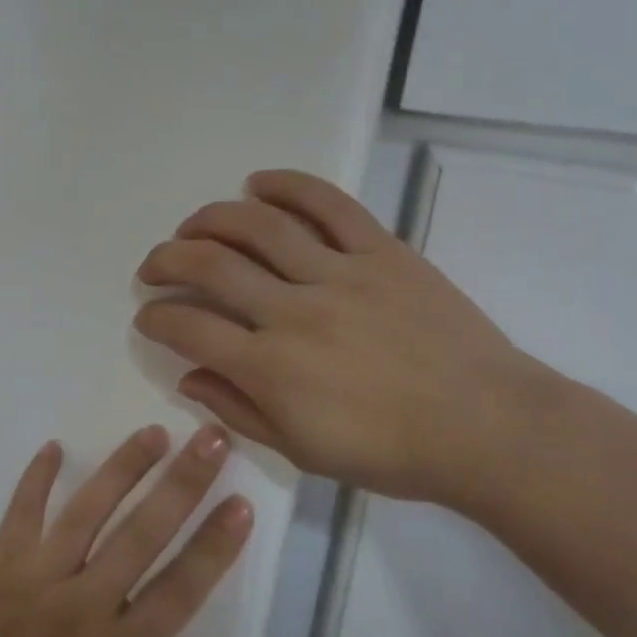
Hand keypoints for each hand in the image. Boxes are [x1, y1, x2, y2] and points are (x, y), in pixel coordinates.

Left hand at [0, 425, 252, 636]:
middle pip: (143, 533)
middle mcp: (83, 604)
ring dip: (124, 467)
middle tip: (212, 439)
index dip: (214, 546)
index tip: (241, 503)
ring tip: (155, 432)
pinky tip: (54, 446)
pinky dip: (37, 477)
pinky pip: (22, 512)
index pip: (180, 590)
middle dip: (183, 483)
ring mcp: (38, 577)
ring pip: (89, 510)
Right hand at [132, 169, 552, 506]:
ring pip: (258, 225)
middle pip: (210, 265)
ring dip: (211, 218)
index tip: (148, 315)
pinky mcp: (381, 251)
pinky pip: (328, 205)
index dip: (155, 317)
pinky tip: (257, 183)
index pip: (188, 327)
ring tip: (193, 225)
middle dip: (166, 259)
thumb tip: (186, 376)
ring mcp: (339, 274)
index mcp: (271, 368)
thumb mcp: (302, 451)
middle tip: (154, 265)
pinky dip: (288, 186)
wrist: (488, 428)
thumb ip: (237, 410)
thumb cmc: (391, 452)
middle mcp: (294, 311)